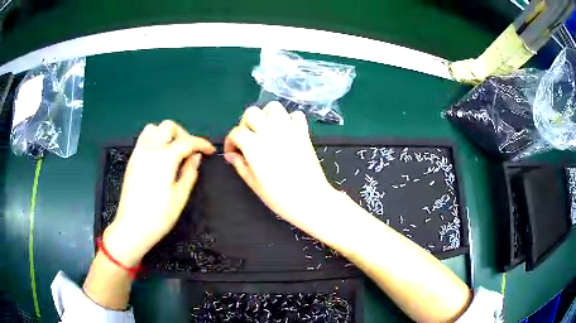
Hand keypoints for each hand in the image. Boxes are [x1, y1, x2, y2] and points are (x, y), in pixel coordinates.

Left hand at [103, 120, 214, 266]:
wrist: (132, 227)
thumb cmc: (158, 216)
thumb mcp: (180, 197)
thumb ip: (189, 172)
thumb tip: (196, 157)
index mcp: (164, 159)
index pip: (187, 141)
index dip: (201, 144)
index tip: (210, 151)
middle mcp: (149, 149)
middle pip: (168, 127)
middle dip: (183, 134)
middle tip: (190, 151)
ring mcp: (138, 153)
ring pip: (153, 128)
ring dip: (166, 134)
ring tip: (174, 151)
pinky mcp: (132, 160)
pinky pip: (144, 139)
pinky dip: (155, 140)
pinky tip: (160, 157)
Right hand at [224, 102, 335, 232]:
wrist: (311, 200)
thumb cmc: (280, 198)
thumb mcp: (254, 184)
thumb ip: (240, 165)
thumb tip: (231, 155)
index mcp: (255, 146)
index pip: (236, 132)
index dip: (230, 142)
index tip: (232, 153)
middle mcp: (270, 132)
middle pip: (252, 113)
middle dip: (245, 124)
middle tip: (248, 140)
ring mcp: (289, 130)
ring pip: (273, 107)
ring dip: (266, 116)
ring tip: (265, 131)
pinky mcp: (304, 133)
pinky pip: (296, 115)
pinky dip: (289, 119)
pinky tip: (285, 132)